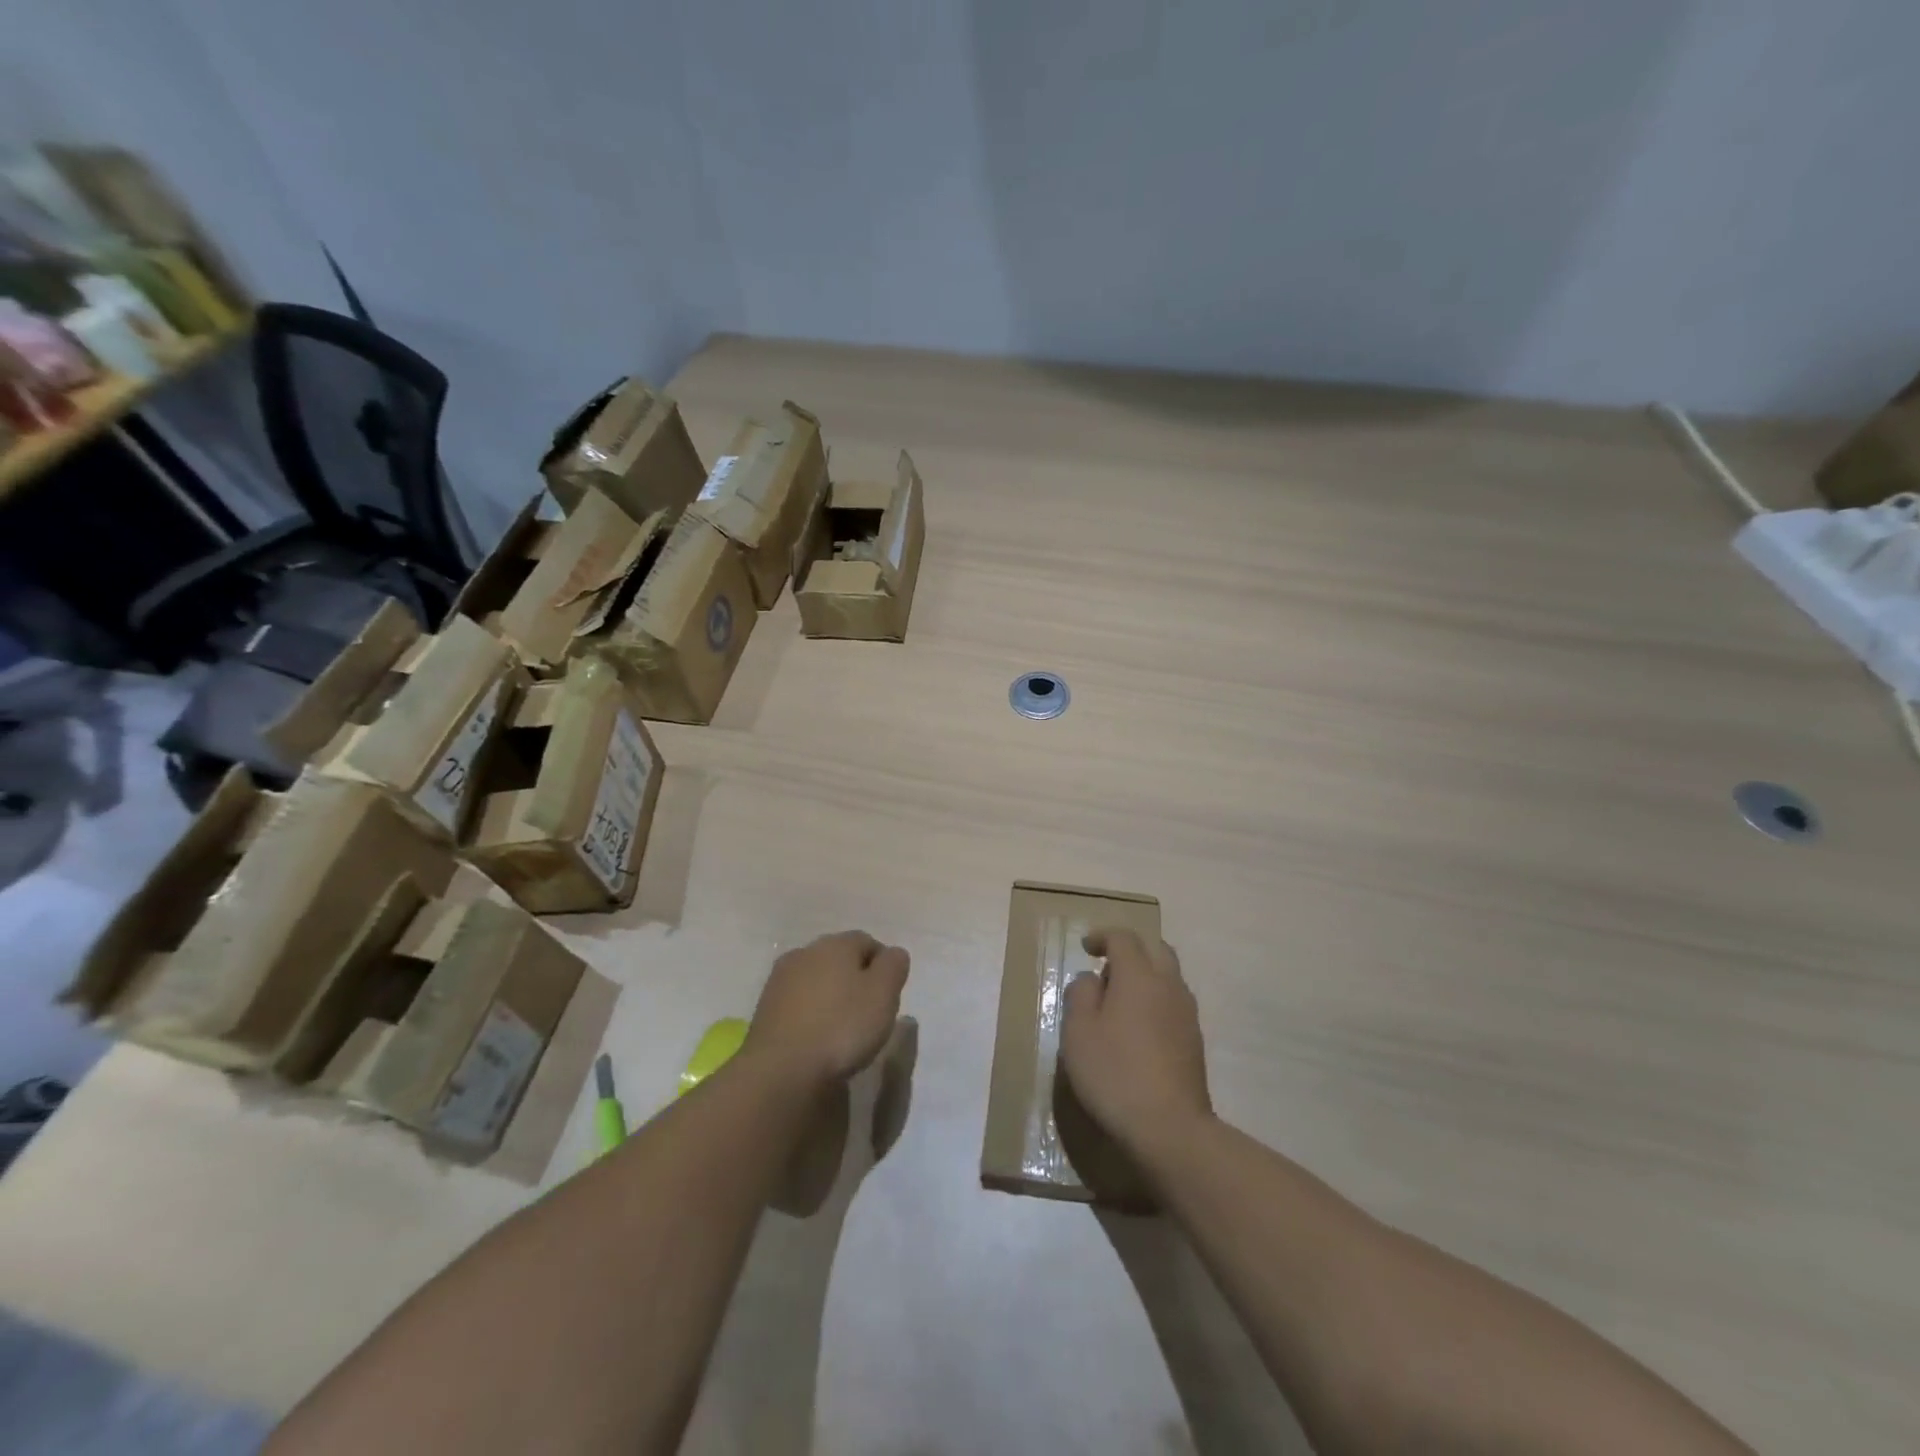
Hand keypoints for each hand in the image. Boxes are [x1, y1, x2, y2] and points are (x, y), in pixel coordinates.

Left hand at [743, 931, 909, 1088]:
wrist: (780, 1069)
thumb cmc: (841, 1027)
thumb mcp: (883, 994)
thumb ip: (893, 966)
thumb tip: (892, 953)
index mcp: (836, 944)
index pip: (867, 942)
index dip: (882, 966)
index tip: (888, 996)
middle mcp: (806, 952)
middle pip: (839, 958)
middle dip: (855, 978)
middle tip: (868, 1012)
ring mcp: (780, 979)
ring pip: (816, 979)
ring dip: (830, 996)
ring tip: (841, 1029)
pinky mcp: (764, 1008)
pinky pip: (797, 1002)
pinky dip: (810, 1013)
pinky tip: (816, 1038)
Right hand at [1060, 929, 1211, 1159]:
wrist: (1170, 1128)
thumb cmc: (1114, 1072)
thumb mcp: (1078, 1031)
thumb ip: (1081, 994)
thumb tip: (1092, 979)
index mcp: (1139, 976)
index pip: (1124, 938)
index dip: (1103, 936)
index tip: (1086, 947)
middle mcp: (1168, 985)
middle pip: (1155, 949)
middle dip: (1131, 950)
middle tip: (1107, 967)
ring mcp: (1187, 1014)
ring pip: (1168, 977)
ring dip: (1145, 976)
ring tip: (1119, 1000)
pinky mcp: (1194, 1041)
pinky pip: (1173, 1004)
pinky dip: (1155, 1001)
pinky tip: (1138, 1028)